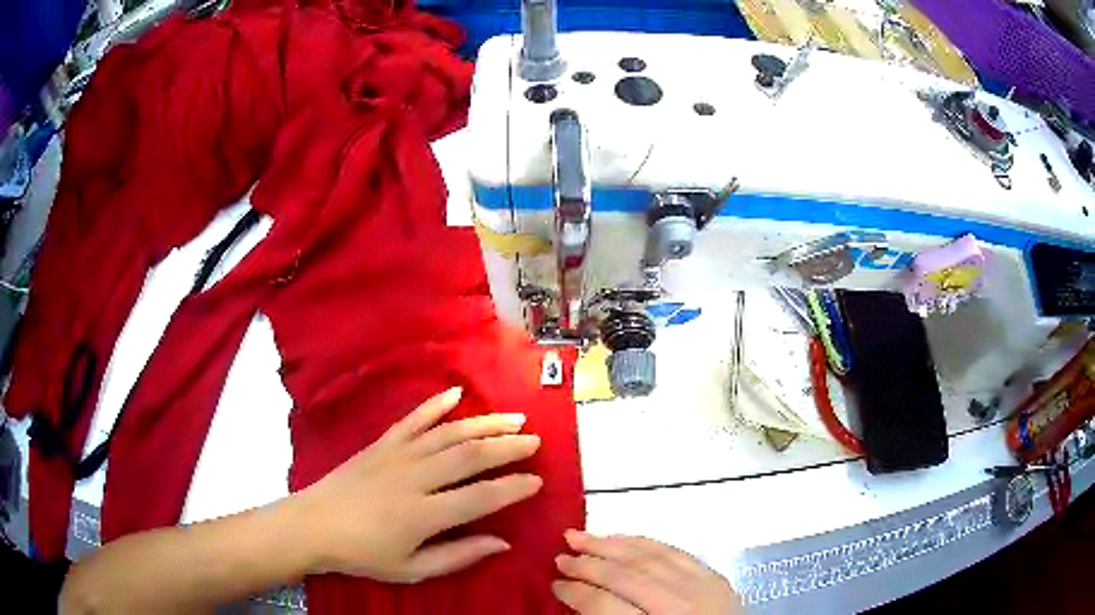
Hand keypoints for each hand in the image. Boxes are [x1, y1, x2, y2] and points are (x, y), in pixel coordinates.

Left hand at [293, 386, 541, 582]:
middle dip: (507, 447)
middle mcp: (415, 478)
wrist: (314, 525)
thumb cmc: (363, 554)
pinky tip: (456, 393)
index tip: (537, 481)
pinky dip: (436, 404)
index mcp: (424, 514)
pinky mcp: (382, 443)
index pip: (481, 497)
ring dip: (483, 423)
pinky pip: (413, 419)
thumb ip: (458, 556)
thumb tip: (502, 543)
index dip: (513, 488)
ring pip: (448, 433)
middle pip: (470, 456)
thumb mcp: (412, 568)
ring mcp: (397, 455)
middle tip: (534, 441)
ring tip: (513, 418)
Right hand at [553, 531, 742, 613]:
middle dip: (588, 565)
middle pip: (626, 577)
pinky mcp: (715, 576)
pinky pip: (675, 552)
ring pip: (649, 557)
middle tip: (559, 557)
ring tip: (580, 536)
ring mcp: (702, 587)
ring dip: (611, 545)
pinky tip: (624, 537)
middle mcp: (681, 605)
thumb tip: (580, 604)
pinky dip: (645, 543)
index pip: (606, 607)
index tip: (554, 584)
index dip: (577, 593)